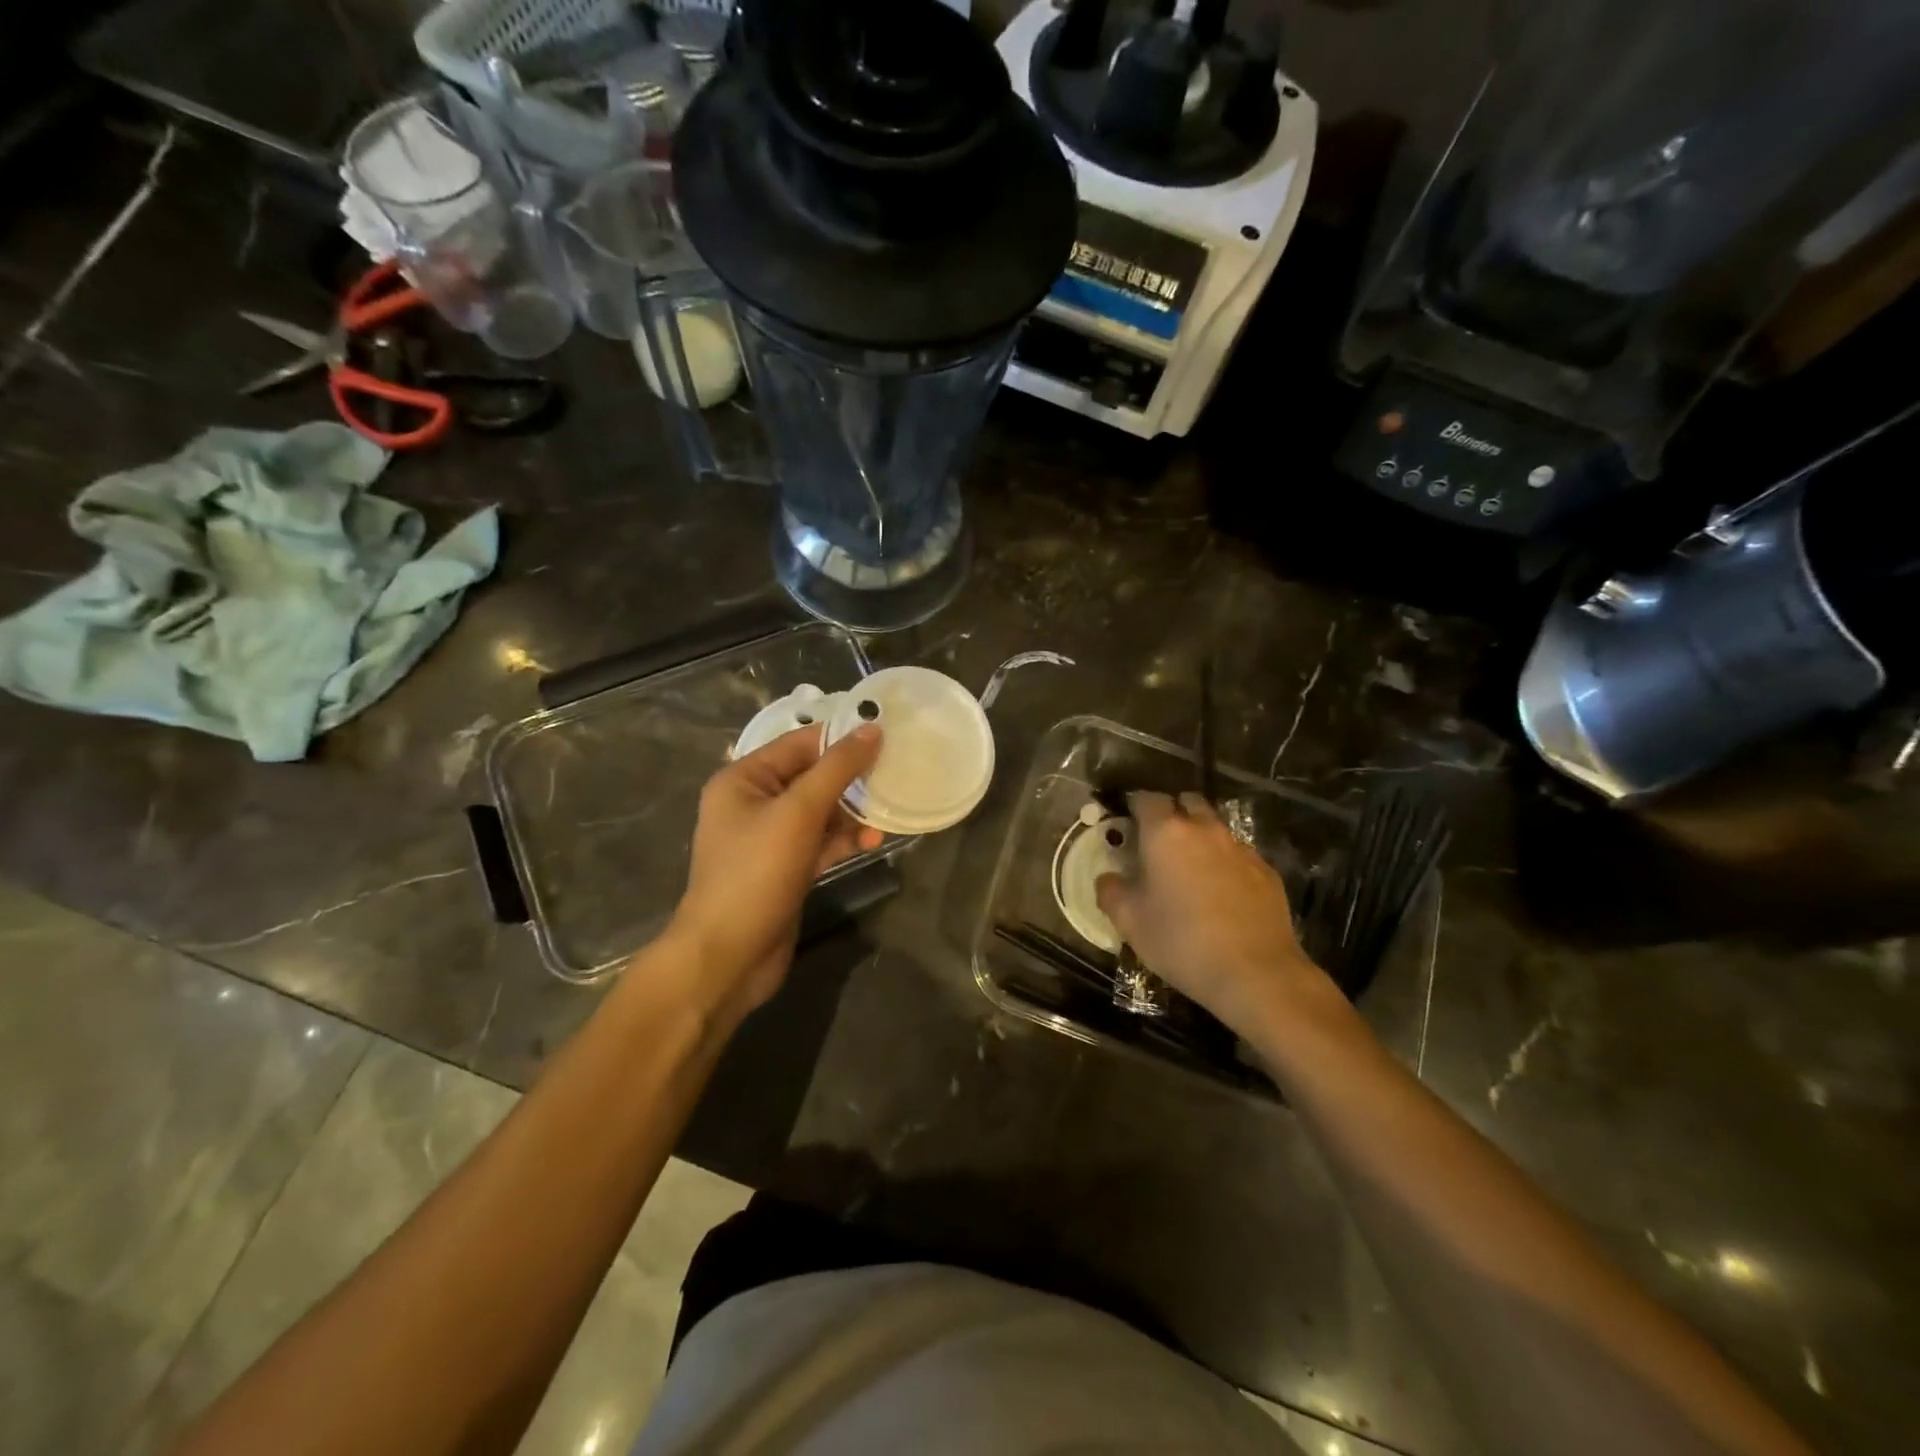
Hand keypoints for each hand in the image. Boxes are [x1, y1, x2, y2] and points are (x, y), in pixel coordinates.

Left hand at [664, 724, 882, 1021]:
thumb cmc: (757, 873)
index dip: (841, 737)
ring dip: (853, 811)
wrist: (728, 956)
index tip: (886, 734)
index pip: (799, 743)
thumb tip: (872, 729)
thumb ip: (837, 768)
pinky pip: (820, 842)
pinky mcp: (785, 868)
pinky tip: (874, 841)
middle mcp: (753, 803)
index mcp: (743, 779)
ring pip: (819, 811)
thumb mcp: (799, 813)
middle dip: (851, 777)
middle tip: (896, 771)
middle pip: (811, 776)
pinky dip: (845, 839)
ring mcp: (769, 838)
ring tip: (889, 811)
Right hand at [1095, 792, 1331, 1038]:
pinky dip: (1225, 862)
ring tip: (1190, 868)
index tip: (1127, 820)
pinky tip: (1222, 892)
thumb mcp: (1130, 921)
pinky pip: (1238, 854)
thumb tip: (1108, 878)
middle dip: (1172, 812)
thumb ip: (1111, 891)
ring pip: (1215, 827)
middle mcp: (1205, 830)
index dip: (1135, 805)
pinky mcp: (1266, 871)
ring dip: (1200, 837)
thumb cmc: (1181, 941)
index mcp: (1166, 833)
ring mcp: (1240, 849)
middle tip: (1159, 841)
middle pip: (1187, 802)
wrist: (1255, 973)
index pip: (1147, 798)